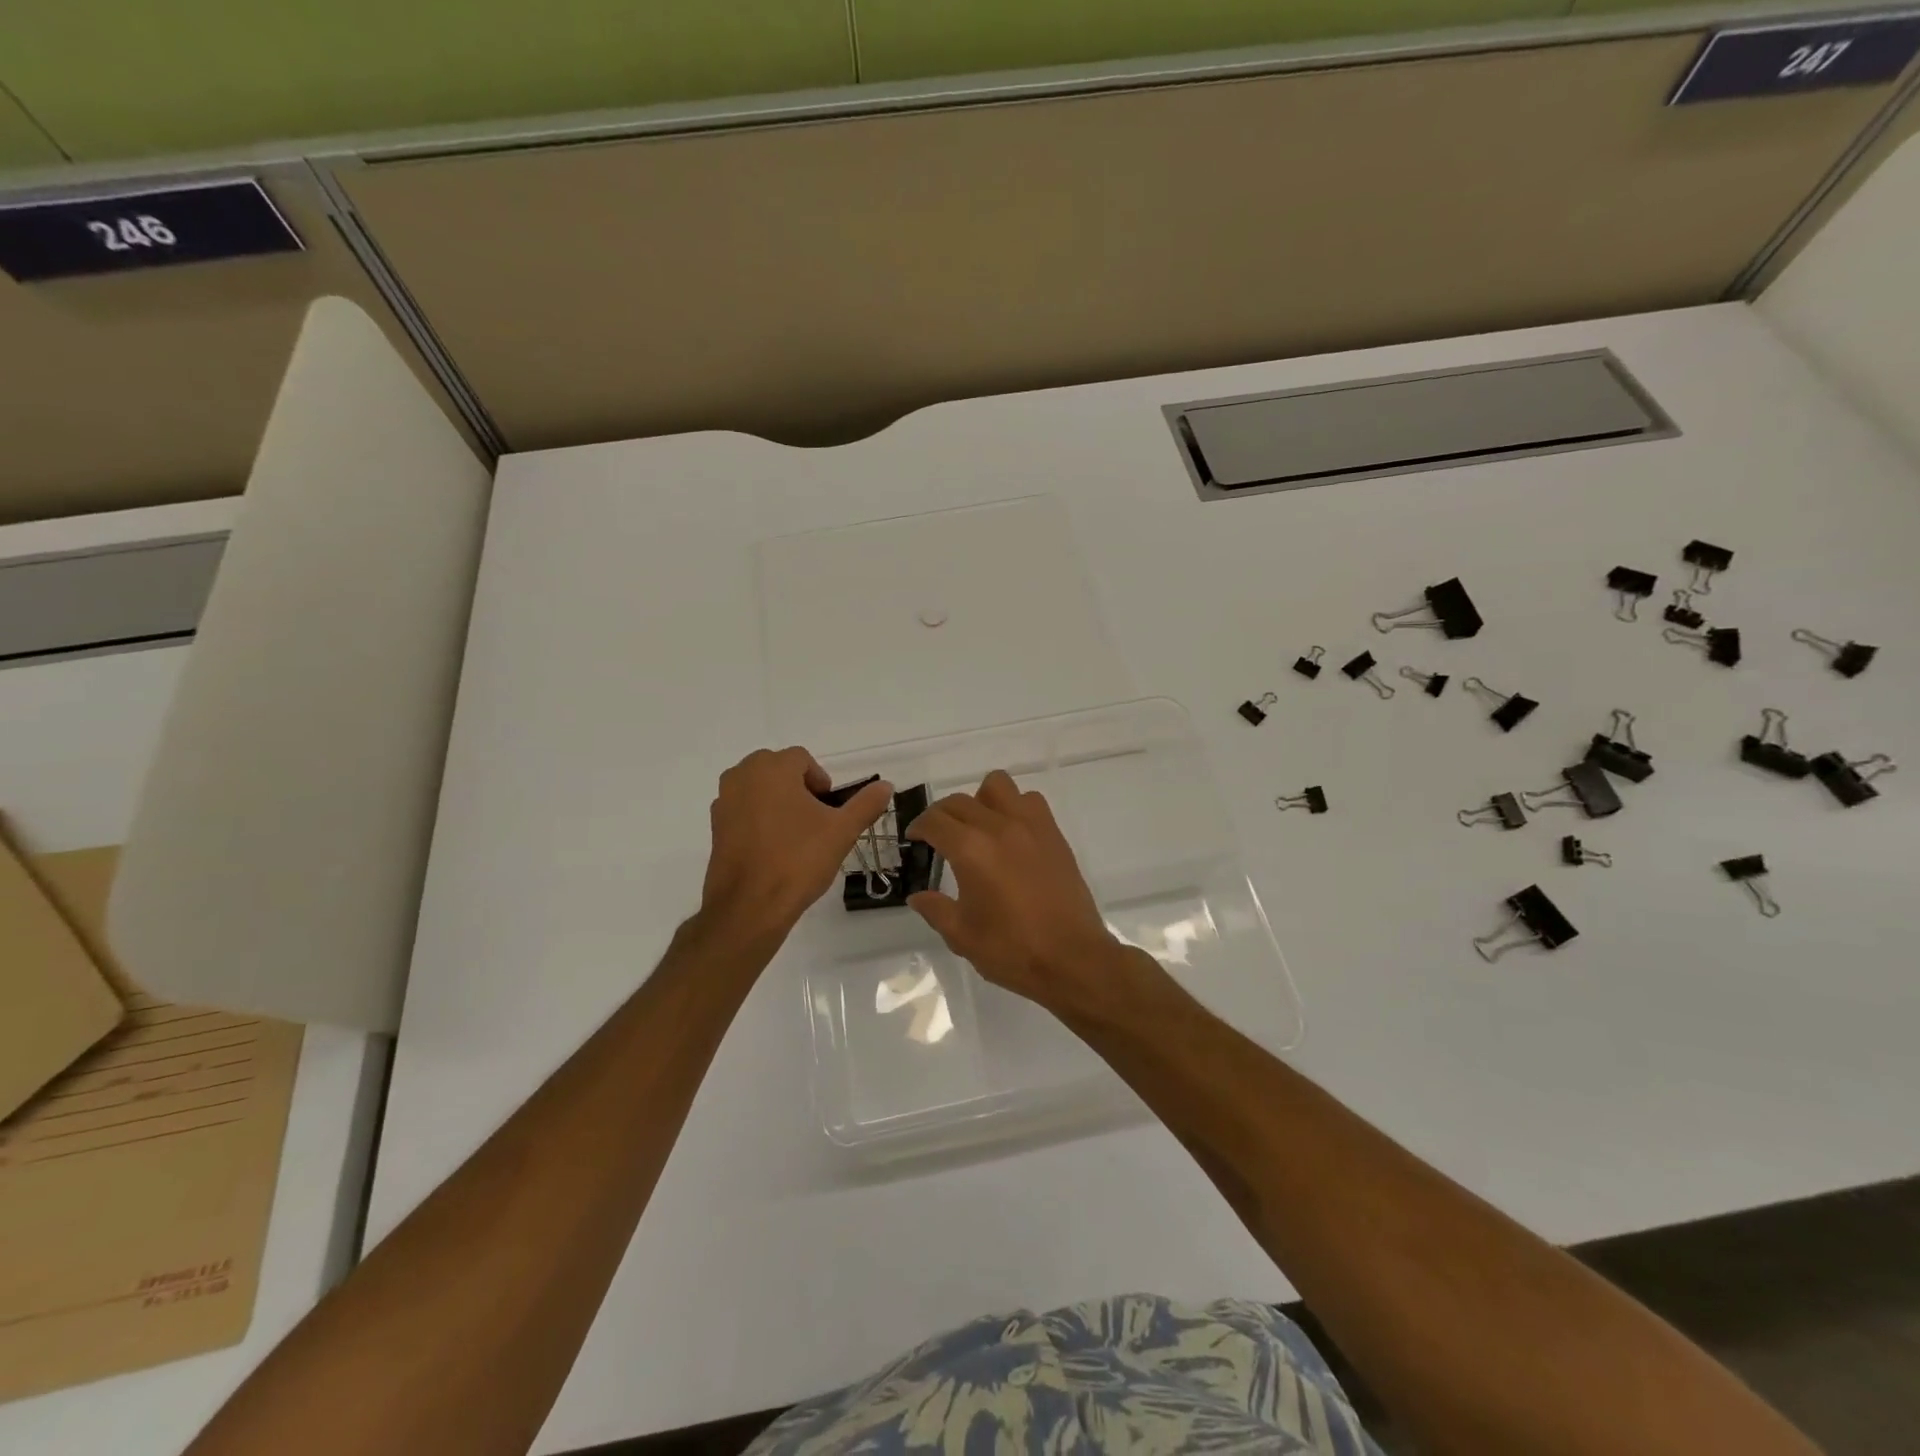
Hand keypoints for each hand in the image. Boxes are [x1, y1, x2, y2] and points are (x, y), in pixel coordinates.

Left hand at [700, 747, 891, 945]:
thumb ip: (865, 804)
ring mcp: (724, 801)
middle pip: (776, 768)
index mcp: (772, 769)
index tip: (829, 809)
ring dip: (777, 801)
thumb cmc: (798, 860)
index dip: (820, 780)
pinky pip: (742, 810)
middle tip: (815, 819)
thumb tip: (886, 785)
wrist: (749, 907)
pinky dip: (758, 818)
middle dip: (797, 787)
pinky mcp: (715, 827)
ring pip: (757, 788)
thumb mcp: (842, 831)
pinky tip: (773, 848)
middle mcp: (742, 776)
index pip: (801, 758)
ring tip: (795, 834)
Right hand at [904, 769, 1129, 1014]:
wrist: (1072, 958)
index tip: (914, 838)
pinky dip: (1014, 807)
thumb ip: (936, 910)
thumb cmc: (1012, 950)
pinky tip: (1011, 835)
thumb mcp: (962, 936)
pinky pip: (1030, 801)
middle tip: (939, 837)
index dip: (918, 827)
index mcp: (971, 850)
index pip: (935, 821)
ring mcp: (1030, 826)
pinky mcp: (1053, 834)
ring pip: (998, 786)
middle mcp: (999, 827)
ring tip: (978, 827)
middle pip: (960, 801)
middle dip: (942, 815)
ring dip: (981, 800)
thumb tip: (918, 896)